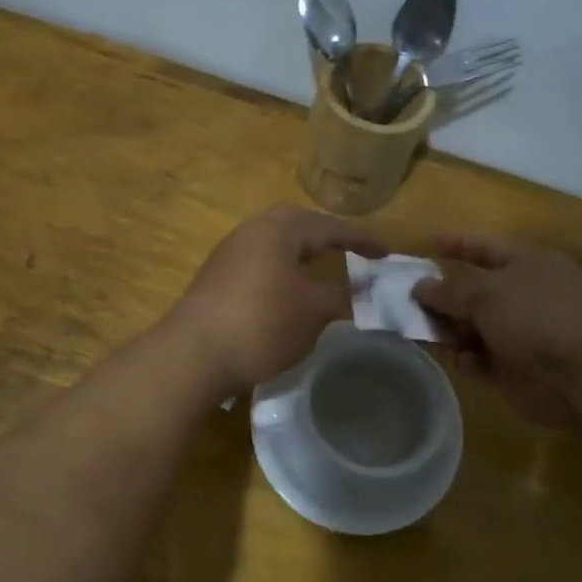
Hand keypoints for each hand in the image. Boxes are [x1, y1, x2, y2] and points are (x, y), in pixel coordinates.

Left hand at [174, 205, 387, 393]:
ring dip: (301, 259)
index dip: (361, 240)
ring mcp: (228, 257)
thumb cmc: (262, 322)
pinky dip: (281, 276)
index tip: (387, 253)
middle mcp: (250, 233)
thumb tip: (359, 292)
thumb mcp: (314, 311)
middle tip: (350, 252)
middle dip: (325, 239)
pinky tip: (288, 298)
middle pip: (296, 227)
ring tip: (323, 275)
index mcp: (277, 229)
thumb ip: (341, 296)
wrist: (194, 355)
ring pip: (274, 248)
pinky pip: (259, 268)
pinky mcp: (215, 282)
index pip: (329, 226)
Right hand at [413, 236, 581, 427]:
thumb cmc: (538, 316)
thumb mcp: (487, 292)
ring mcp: (521, 333)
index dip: (456, 245)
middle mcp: (523, 295)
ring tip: (419, 333)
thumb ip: (449, 290)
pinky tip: (458, 360)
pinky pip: (481, 359)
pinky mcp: (517, 369)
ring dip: (448, 331)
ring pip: (472, 328)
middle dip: (441, 296)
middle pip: (473, 292)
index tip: (426, 245)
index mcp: (526, 264)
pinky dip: (468, 359)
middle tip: (403, 302)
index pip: (484, 248)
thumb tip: (420, 286)